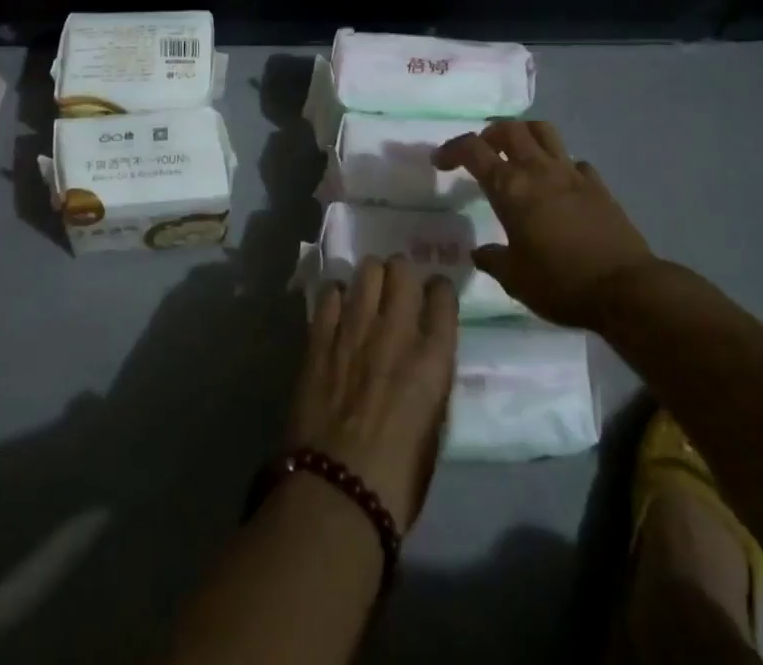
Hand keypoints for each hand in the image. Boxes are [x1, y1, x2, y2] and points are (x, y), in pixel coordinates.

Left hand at [285, 257, 456, 530]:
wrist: (338, 492)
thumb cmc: (398, 481)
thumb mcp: (433, 429)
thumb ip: (428, 383)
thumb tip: (420, 364)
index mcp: (433, 358)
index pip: (443, 295)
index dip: (438, 290)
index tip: (433, 296)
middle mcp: (396, 331)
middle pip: (401, 269)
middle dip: (401, 273)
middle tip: (397, 288)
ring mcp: (354, 329)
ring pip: (366, 271)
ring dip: (370, 278)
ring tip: (367, 292)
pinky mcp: (319, 337)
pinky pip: (330, 294)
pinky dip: (336, 295)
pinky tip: (337, 308)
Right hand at [435, 119, 655, 330]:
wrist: (626, 289)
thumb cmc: (561, 283)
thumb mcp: (515, 279)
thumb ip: (492, 260)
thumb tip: (479, 252)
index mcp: (510, 187)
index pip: (473, 150)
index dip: (452, 149)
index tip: (440, 161)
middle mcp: (538, 170)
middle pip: (509, 129)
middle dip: (489, 134)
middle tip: (482, 152)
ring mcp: (571, 173)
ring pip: (543, 131)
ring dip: (524, 134)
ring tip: (517, 152)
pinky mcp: (597, 185)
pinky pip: (574, 161)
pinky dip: (560, 164)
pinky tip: (559, 184)